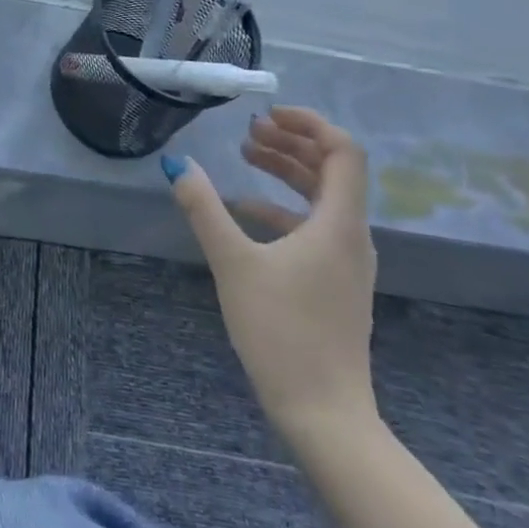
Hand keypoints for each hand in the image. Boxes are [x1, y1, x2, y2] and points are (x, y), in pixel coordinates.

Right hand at [166, 107, 378, 444]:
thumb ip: (204, 209)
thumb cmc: (281, 332)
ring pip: (324, 198)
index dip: (310, 124)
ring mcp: (346, 262)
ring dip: (288, 172)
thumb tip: (177, 163)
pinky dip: (284, 207)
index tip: (269, 114)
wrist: (323, 413)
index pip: (343, 152)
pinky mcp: (336, 283)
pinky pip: (315, 226)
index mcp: (338, 224)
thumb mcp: (233, 263)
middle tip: (250, 130)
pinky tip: (247, 211)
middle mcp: (351, 236)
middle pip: (333, 171)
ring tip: (247, 156)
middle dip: (292, 143)